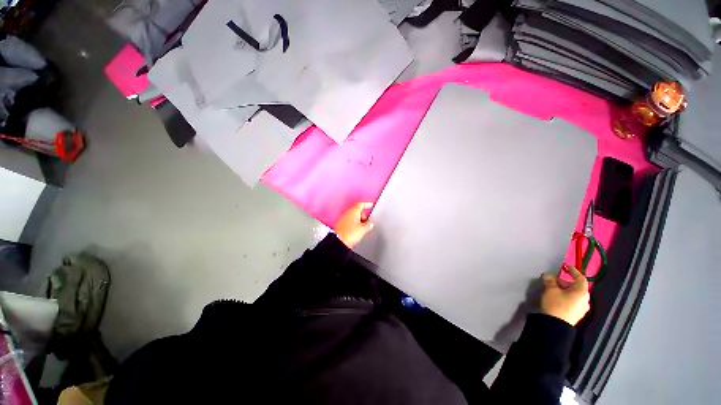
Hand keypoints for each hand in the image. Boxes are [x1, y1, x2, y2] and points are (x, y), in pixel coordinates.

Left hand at [335, 202, 374, 248]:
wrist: (339, 242)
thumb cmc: (349, 234)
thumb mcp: (363, 229)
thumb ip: (369, 225)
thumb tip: (370, 224)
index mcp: (353, 211)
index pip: (361, 204)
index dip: (366, 204)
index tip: (370, 205)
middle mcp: (347, 213)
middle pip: (356, 210)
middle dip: (362, 215)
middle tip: (367, 220)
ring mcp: (342, 219)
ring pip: (352, 216)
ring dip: (358, 220)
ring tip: (362, 227)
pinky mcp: (340, 225)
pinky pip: (348, 221)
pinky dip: (353, 223)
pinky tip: (355, 230)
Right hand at [540, 265, 590, 325]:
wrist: (556, 325)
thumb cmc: (556, 304)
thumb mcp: (551, 290)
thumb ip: (550, 281)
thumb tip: (548, 274)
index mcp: (582, 292)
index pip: (581, 278)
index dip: (574, 271)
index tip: (567, 267)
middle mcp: (585, 300)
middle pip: (577, 287)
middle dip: (566, 282)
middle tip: (554, 280)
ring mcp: (582, 308)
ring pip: (575, 295)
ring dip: (566, 290)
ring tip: (554, 289)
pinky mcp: (577, 314)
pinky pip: (573, 301)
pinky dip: (567, 296)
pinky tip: (558, 297)